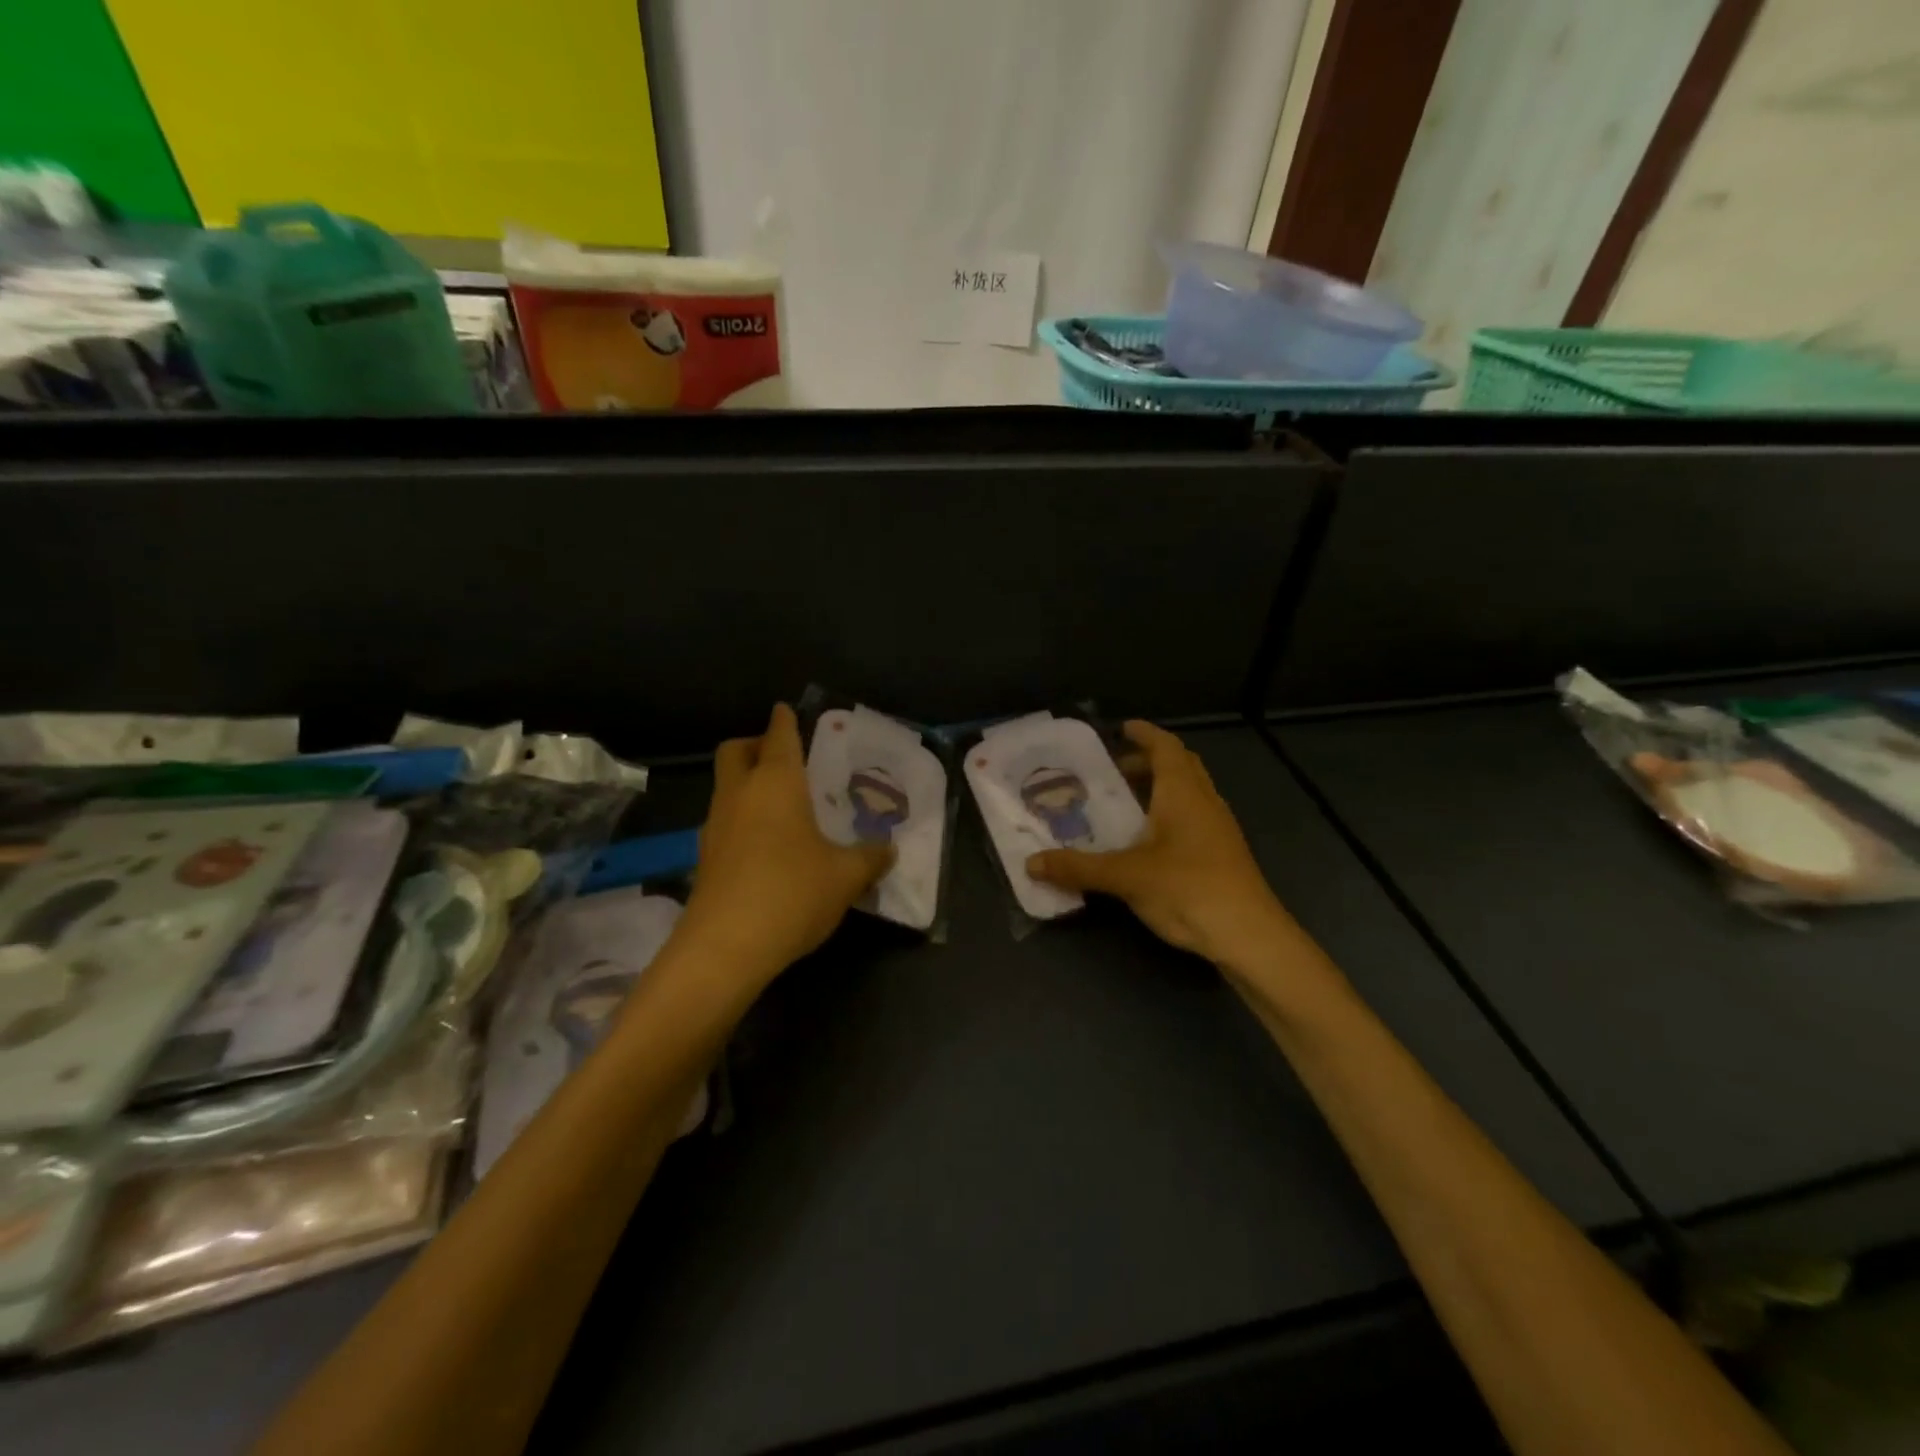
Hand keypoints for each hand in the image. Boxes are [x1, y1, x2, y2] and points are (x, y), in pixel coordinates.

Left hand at [679, 703, 892, 984]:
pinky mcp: (705, 858)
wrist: (725, 948)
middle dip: (755, 744)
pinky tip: (767, 845)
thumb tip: (888, 849)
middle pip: (735, 751)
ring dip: (747, 784)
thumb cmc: (792, 892)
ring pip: (726, 787)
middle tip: (783, 757)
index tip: (786, 709)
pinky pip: (724, 821)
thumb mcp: (846, 876)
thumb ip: (870, 857)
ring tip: (782, 805)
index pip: (779, 737)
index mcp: (777, 783)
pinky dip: (742, 818)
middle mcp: (740, 795)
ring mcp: (716, 826)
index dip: (784, 720)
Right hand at [1026, 721, 1288, 968]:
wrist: (1250, 936)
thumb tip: (1031, 863)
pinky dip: (1168, 814)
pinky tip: (1146, 841)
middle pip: (1180, 766)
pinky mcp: (1221, 854)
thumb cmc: (1189, 889)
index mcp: (1183, 793)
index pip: (1166, 747)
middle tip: (1112, 770)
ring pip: (1188, 793)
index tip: (1121, 728)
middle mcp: (1204, 801)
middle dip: (1147, 761)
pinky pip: (1192, 817)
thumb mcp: (1126, 876)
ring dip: (1159, 788)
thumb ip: (1078, 867)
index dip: (1145, 733)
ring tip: (1123, 804)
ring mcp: (1218, 828)